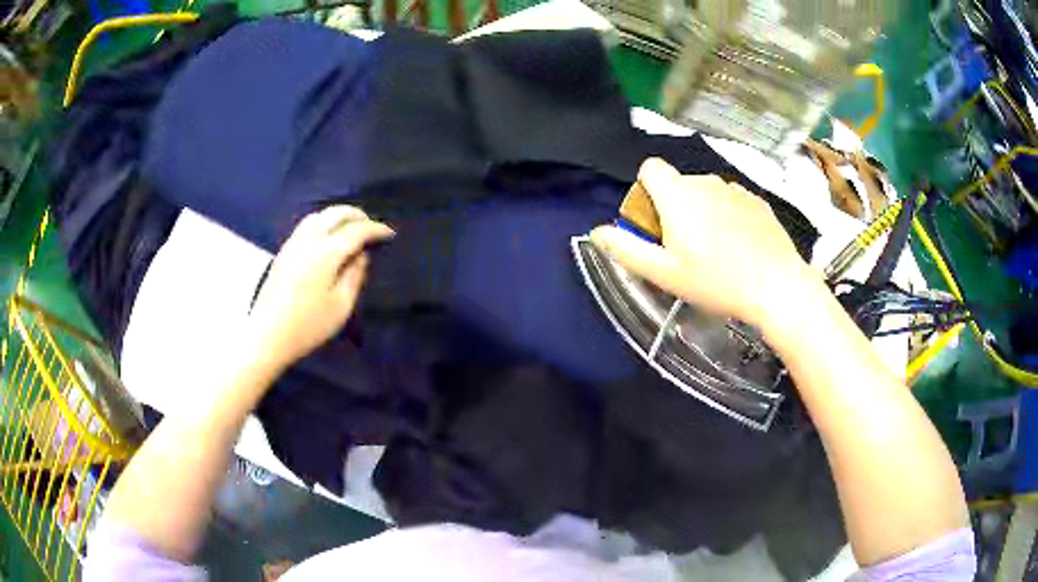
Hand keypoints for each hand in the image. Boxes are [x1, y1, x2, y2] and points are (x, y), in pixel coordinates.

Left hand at [248, 206, 393, 368]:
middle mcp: (309, 240)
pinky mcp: (283, 252)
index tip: (389, 234)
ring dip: (337, 216)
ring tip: (350, 228)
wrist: (267, 336)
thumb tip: (361, 255)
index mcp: (327, 252)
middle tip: (371, 226)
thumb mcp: (341, 305)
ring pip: (318, 216)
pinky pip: (306, 225)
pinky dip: (323, 222)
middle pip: (335, 214)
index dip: (375, 229)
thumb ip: (355, 275)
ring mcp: (293, 244)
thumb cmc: (308, 325)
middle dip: (356, 215)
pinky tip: (327, 237)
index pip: (356, 231)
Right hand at [590, 158, 813, 328]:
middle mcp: (706, 181)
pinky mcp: (758, 201)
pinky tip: (740, 247)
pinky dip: (727, 216)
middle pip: (678, 184)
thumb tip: (596, 231)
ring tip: (716, 251)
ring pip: (706, 192)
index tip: (656, 224)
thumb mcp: (664, 273)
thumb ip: (626, 249)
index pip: (650, 168)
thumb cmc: (716, 281)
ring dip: (702, 211)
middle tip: (685, 248)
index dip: (646, 191)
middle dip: (674, 207)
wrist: (777, 286)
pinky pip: (731, 200)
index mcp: (678, 194)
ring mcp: (735, 189)